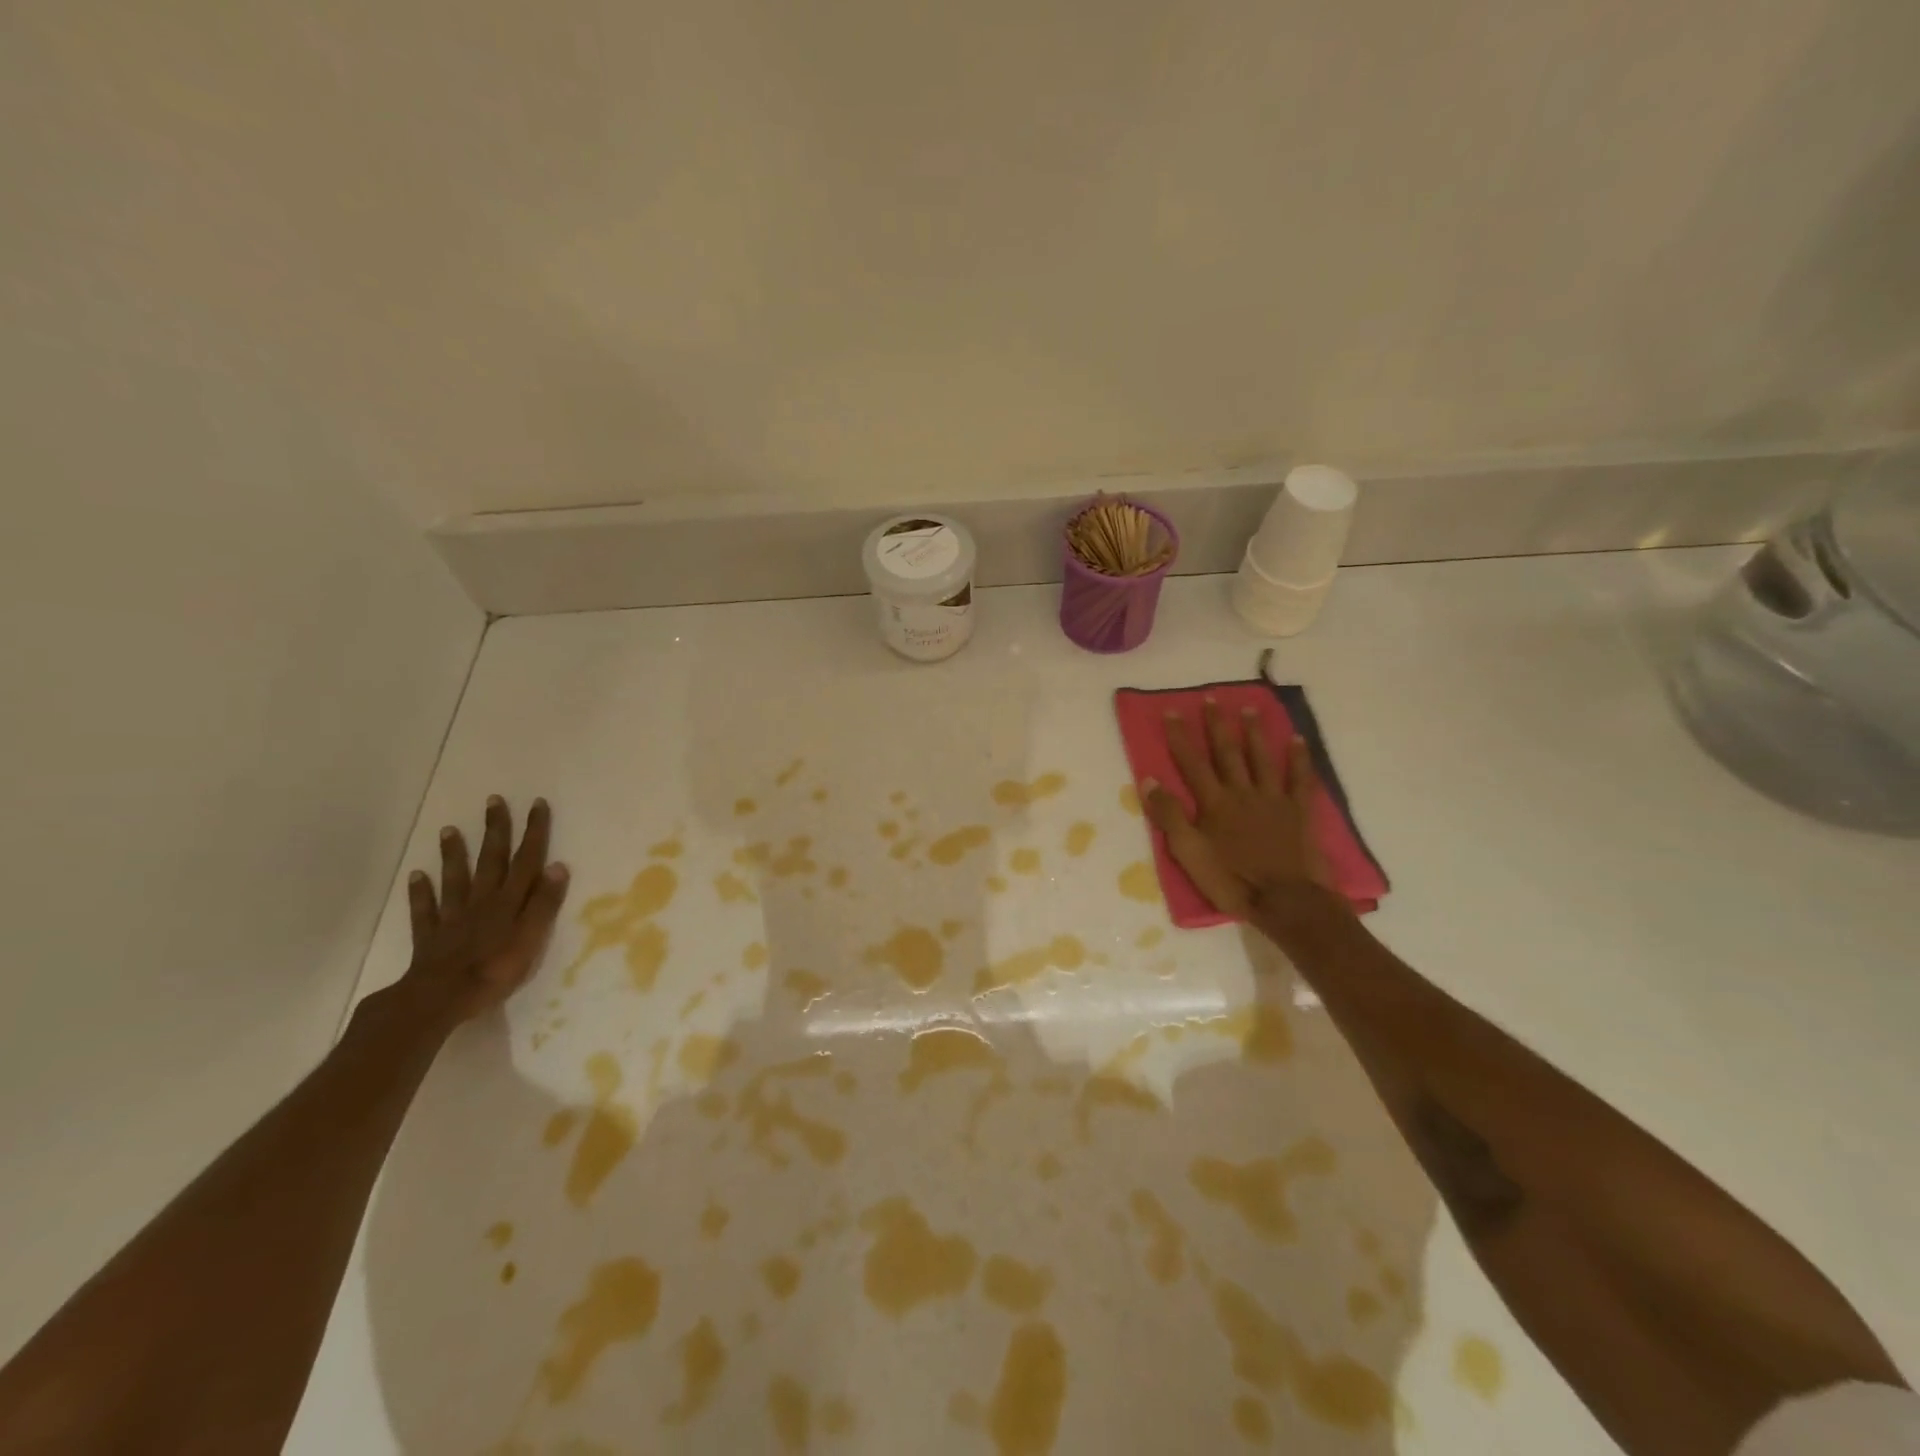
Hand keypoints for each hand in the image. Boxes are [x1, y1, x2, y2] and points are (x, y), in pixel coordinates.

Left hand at [401, 796, 568, 1023]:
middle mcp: (482, 901)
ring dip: (454, 854)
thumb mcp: (531, 938)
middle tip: (493, 801)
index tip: (536, 804)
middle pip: (491, 860)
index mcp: (509, 901)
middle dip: (495, 830)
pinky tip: (416, 876)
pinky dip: (420, 892)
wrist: (440, 999)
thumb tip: (559, 865)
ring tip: (449, 830)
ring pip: (455, 879)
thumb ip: (544, 903)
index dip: (533, 832)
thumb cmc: (495, 971)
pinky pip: (425, 910)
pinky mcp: (431, 937)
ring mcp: (453, 917)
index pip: (526, 860)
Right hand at [1143, 700, 1330, 917]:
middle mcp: (1242, 792)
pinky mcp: (1299, 812)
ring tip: (1248, 709)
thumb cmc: (1232, 880)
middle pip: (1227, 752)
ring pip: (1261, 758)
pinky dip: (1299, 758)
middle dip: (1216, 725)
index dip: (1180, 737)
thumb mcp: (1188, 854)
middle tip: (1211, 698)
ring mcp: (1273, 799)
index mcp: (1214, 803)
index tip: (1172, 711)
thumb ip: (1170, 816)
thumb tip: (1149, 780)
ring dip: (1253, 732)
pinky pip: (1300, 779)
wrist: (1287, 901)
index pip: (1192, 763)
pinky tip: (1297, 740)